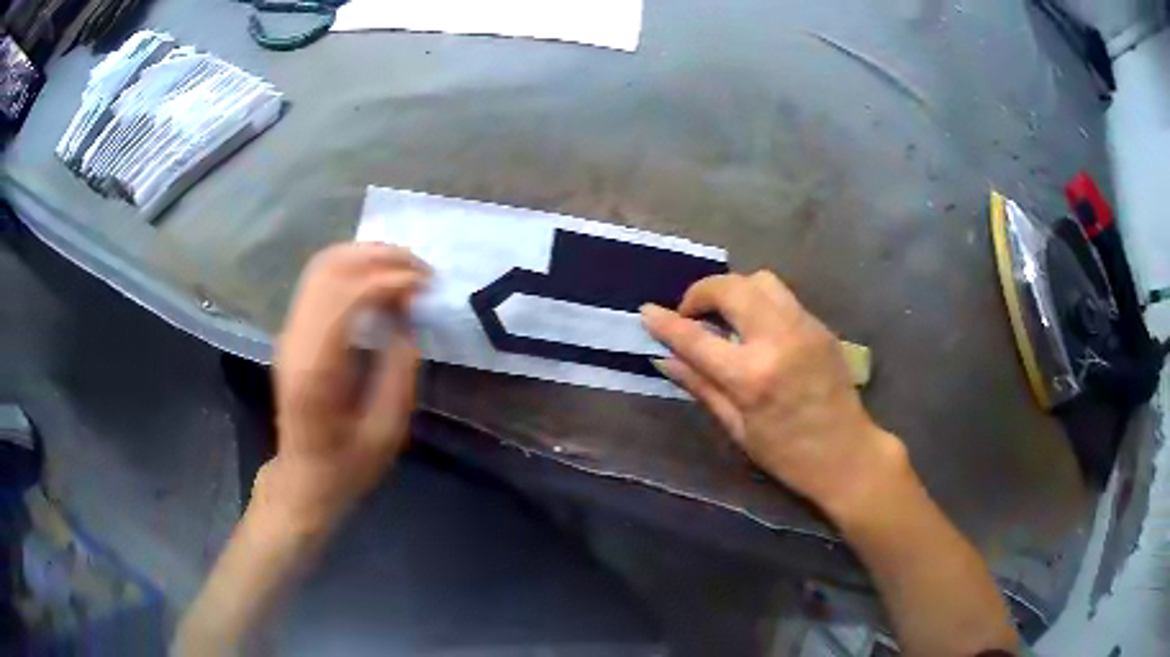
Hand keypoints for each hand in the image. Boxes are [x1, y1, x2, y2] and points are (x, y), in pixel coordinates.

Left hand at [256, 243, 428, 535]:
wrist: (303, 475)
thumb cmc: (348, 463)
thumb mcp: (387, 429)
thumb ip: (399, 367)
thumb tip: (407, 314)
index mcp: (317, 370)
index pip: (347, 296)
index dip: (390, 279)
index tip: (426, 285)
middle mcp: (296, 340)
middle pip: (332, 269)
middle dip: (381, 257)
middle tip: (421, 269)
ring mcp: (290, 331)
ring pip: (323, 265)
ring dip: (366, 256)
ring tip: (405, 267)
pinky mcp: (293, 329)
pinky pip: (320, 278)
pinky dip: (353, 266)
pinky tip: (380, 277)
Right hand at [641, 271, 904, 516]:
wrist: (848, 454)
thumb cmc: (788, 455)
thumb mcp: (737, 429)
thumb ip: (700, 386)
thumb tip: (665, 360)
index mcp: (752, 376)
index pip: (697, 337)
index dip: (666, 322)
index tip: (647, 311)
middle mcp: (779, 339)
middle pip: (731, 288)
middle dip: (701, 292)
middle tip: (690, 314)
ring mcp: (804, 327)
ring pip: (761, 280)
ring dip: (734, 290)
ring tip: (724, 316)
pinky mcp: (820, 326)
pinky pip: (783, 296)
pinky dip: (759, 301)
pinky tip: (755, 327)